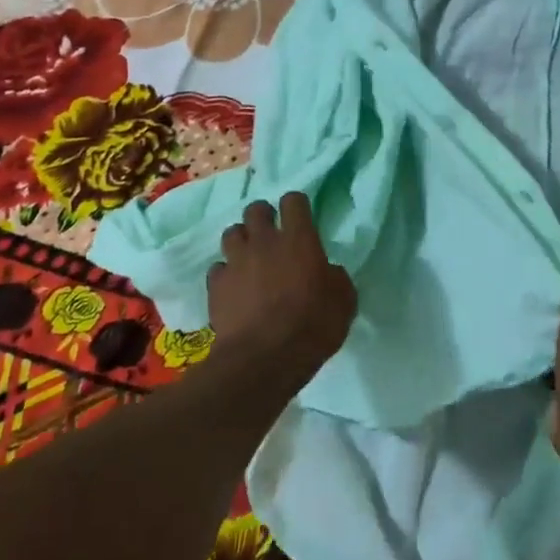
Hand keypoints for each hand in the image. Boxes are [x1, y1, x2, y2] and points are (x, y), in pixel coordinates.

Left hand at [206, 193, 356, 379]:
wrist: (264, 359)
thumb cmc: (313, 326)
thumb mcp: (344, 301)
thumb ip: (335, 277)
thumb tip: (327, 271)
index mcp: (299, 239)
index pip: (293, 201)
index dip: (296, 206)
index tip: (301, 219)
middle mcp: (264, 241)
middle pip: (256, 209)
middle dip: (264, 217)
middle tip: (272, 236)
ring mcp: (236, 261)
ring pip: (232, 232)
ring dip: (241, 241)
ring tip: (249, 258)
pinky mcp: (216, 285)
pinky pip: (218, 268)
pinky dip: (225, 274)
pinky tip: (234, 288)